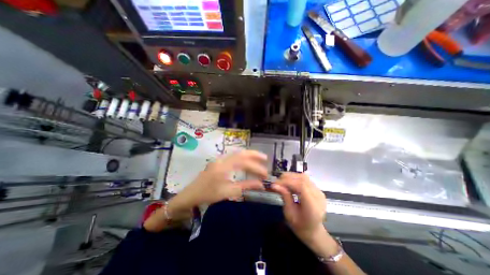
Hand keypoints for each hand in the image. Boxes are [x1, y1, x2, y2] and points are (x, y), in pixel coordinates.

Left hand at [168, 151, 266, 212]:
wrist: (190, 195)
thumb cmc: (208, 195)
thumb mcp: (228, 192)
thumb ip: (245, 187)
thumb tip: (261, 184)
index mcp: (223, 167)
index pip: (244, 163)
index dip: (256, 167)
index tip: (265, 174)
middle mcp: (222, 160)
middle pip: (240, 153)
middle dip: (254, 155)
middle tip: (265, 158)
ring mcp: (219, 160)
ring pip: (237, 154)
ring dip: (248, 156)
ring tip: (259, 159)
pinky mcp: (218, 163)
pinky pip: (233, 158)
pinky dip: (242, 159)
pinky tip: (246, 163)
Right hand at [272, 174, 328, 248]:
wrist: (313, 231)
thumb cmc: (300, 226)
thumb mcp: (289, 213)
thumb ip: (284, 196)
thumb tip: (274, 185)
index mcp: (313, 206)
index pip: (301, 186)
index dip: (287, 182)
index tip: (275, 183)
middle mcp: (318, 196)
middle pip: (303, 179)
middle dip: (287, 178)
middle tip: (277, 181)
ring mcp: (319, 192)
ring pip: (304, 177)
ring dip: (291, 176)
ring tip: (281, 181)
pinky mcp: (317, 189)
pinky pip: (305, 179)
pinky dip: (295, 178)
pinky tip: (289, 182)